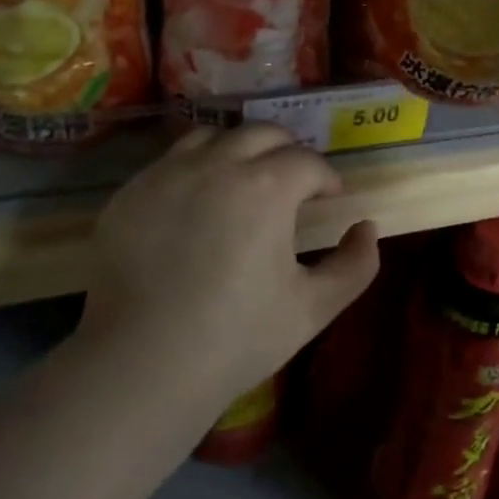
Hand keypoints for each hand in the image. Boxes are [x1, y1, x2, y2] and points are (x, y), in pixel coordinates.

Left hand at [84, 124, 379, 414]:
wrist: (141, 365)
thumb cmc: (236, 338)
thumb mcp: (313, 309)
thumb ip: (355, 265)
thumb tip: (366, 228)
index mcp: (266, 187)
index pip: (308, 161)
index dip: (326, 178)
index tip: (329, 199)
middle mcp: (217, 164)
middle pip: (263, 133)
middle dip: (287, 152)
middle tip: (292, 185)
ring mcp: (168, 173)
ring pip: (214, 136)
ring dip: (238, 151)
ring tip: (241, 183)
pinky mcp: (132, 191)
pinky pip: (171, 161)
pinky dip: (195, 170)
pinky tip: (196, 206)